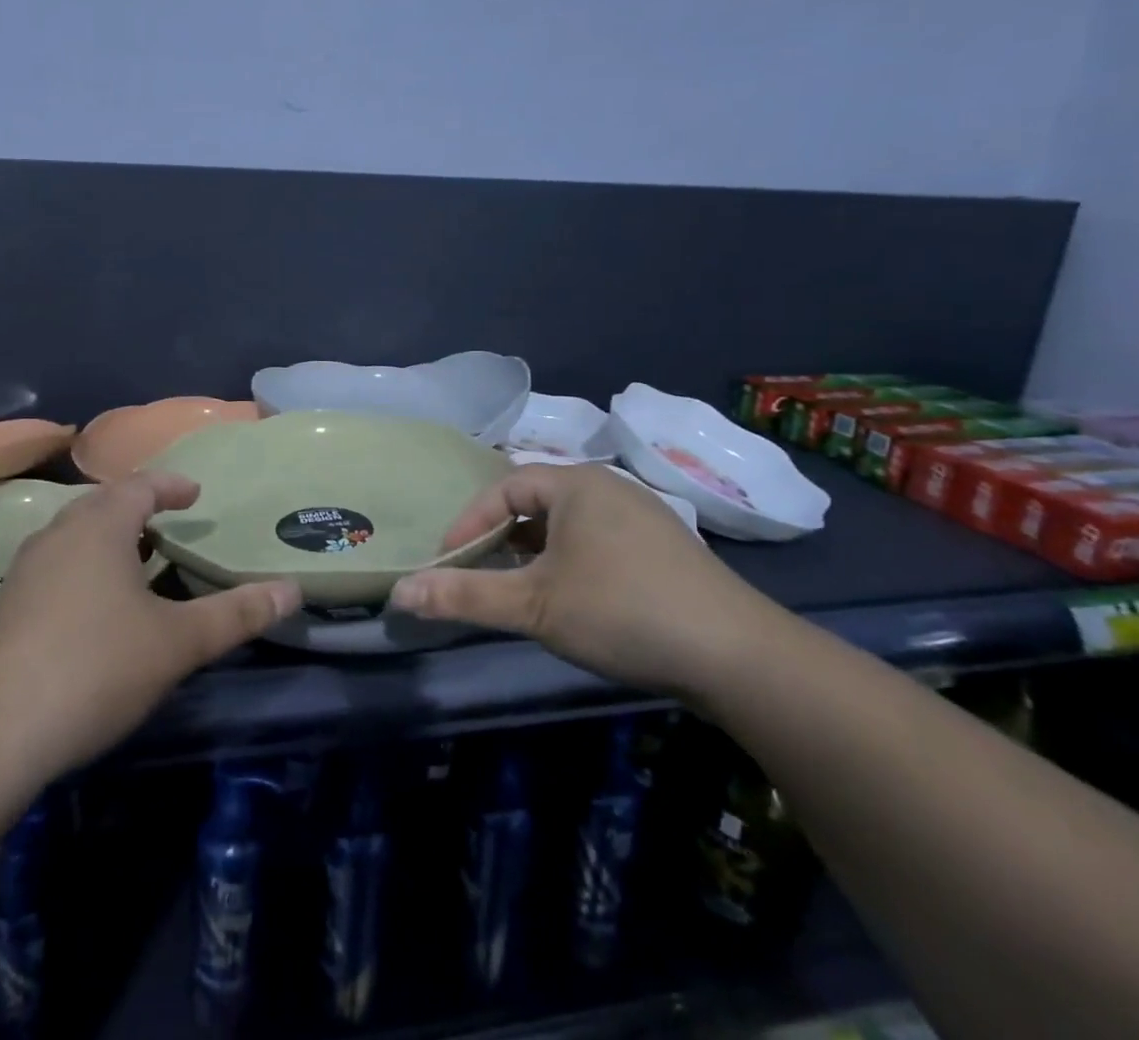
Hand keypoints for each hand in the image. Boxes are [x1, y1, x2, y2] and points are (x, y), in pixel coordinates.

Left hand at [0, 472, 300, 784]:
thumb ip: (236, 614)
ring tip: (135, 558)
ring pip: (74, 534)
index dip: (171, 485)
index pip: (140, 486)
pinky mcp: (6, 605)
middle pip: (102, 504)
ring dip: (107, 536)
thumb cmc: (96, 667)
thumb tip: (292, 589)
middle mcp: (58, 535)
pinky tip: (94, 604)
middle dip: (137, 507)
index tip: (195, 494)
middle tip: (167, 522)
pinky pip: (55, 563)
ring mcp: (26, 570)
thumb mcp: (178, 642)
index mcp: (99, 527)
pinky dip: (84, 565)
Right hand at [389, 464, 785, 698]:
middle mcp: (609, 486)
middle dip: (500, 537)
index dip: (468, 522)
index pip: (503, 487)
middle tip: (478, 574)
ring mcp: (643, 515)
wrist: (739, 656)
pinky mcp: (665, 548)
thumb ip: (464, 596)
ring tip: (518, 589)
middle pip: (534, 502)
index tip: (448, 562)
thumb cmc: (622, 612)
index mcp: (576, 483)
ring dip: (534, 552)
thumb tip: (399, 593)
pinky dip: (569, 561)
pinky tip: (572, 599)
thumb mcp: (533, 605)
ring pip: (567, 525)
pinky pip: (597, 541)